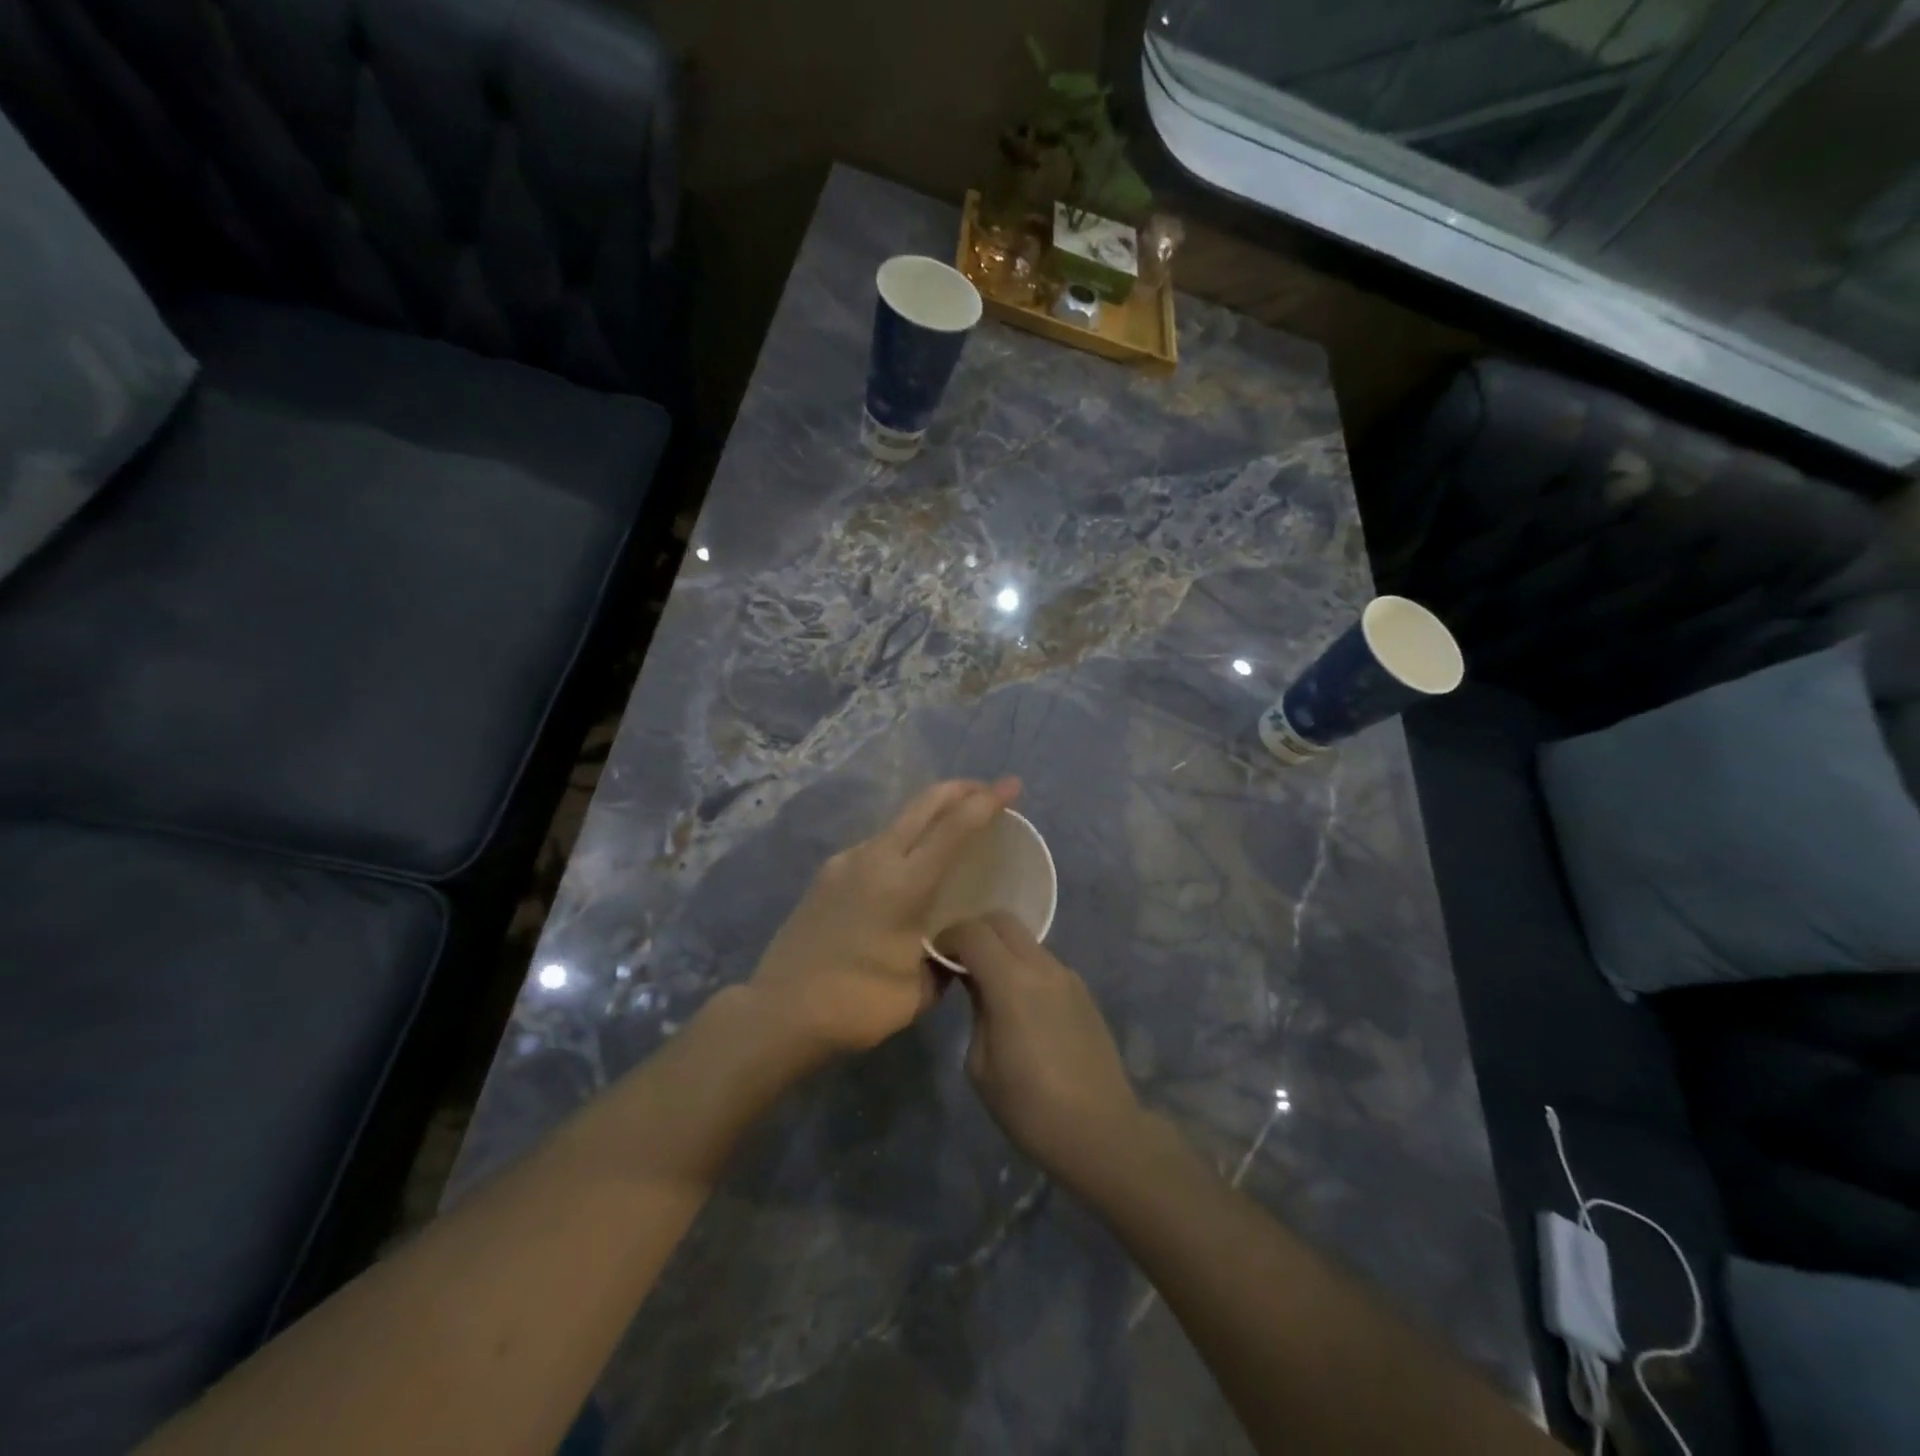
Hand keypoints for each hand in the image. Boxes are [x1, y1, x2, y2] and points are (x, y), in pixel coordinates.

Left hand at [747, 777, 1021, 1055]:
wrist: (780, 1013)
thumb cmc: (856, 1005)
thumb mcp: (919, 991)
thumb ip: (946, 960)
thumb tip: (958, 946)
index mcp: (904, 885)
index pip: (954, 828)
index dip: (986, 803)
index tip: (1011, 786)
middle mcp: (874, 859)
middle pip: (923, 805)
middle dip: (959, 790)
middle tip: (986, 791)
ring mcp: (846, 862)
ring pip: (897, 822)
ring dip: (928, 814)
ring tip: (951, 828)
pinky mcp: (827, 874)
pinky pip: (876, 845)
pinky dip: (902, 841)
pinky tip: (908, 866)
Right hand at [938, 912, 1143, 1188]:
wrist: (1101, 1132)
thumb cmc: (1030, 1108)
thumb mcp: (981, 1065)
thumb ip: (975, 1010)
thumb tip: (973, 982)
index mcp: (1012, 983)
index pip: (973, 932)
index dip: (947, 937)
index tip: (935, 959)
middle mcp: (1042, 967)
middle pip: (1002, 921)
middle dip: (974, 932)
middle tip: (958, 962)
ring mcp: (1067, 976)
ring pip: (1026, 940)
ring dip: (1001, 949)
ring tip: (987, 985)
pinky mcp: (1083, 991)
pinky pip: (1044, 962)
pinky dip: (1023, 966)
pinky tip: (1018, 1003)